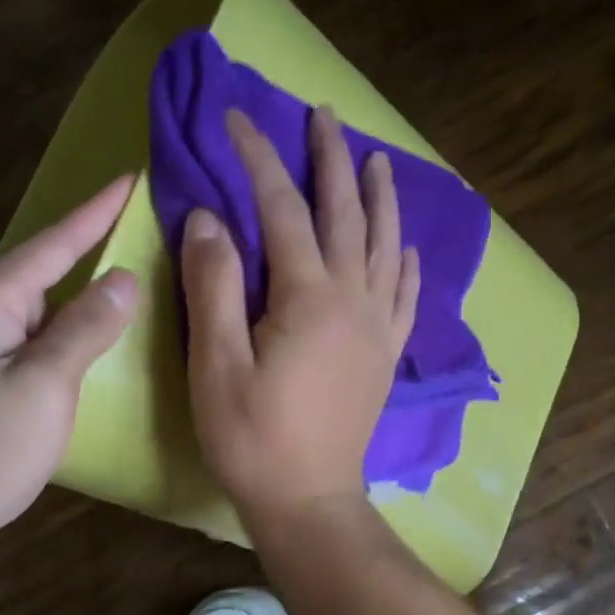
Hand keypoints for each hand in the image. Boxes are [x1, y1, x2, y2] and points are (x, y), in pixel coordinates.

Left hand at [0, 177, 137, 557]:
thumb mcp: (45, 386)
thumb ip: (86, 327)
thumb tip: (123, 278)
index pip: (53, 242)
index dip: (97, 212)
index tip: (131, 176)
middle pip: (42, 272)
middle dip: (91, 254)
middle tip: (145, 236)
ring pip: (35, 310)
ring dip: (78, 301)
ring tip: (130, 286)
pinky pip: (26, 340)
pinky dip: (61, 336)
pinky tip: (89, 344)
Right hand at [181, 106, 418, 530]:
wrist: (309, 499)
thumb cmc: (253, 438)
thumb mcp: (215, 365)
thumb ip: (213, 286)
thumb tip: (210, 217)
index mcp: (308, 297)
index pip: (283, 209)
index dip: (259, 160)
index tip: (237, 119)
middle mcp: (353, 300)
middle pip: (346, 214)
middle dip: (332, 160)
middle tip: (324, 115)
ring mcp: (377, 328)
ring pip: (384, 246)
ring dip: (379, 199)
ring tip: (376, 160)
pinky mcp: (386, 355)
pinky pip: (403, 295)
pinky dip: (403, 262)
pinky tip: (404, 246)